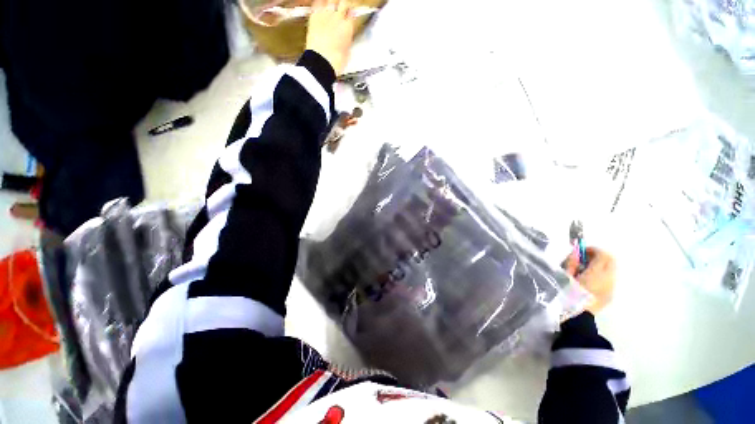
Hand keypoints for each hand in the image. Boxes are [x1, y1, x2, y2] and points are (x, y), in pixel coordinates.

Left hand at [306, 0, 355, 75]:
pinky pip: (318, 3)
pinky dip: (320, 3)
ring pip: (331, 0)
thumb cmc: (335, 61)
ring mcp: (325, 15)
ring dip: (332, 3)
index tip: (350, 16)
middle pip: (343, 3)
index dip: (351, 15)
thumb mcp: (347, 51)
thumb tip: (348, 35)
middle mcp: (338, 17)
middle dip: (343, 6)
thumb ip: (348, 38)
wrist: (322, 61)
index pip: (352, 14)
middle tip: (342, 9)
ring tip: (331, 7)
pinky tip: (321, 6)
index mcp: (348, 26)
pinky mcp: (314, 15)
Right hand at [563, 247, 615, 314]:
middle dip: (599, 257)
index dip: (592, 250)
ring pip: (611, 271)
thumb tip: (575, 254)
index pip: (602, 254)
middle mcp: (608, 279)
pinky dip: (601, 276)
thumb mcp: (563, 275)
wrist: (576, 318)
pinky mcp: (610, 296)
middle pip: (611, 261)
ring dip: (600, 267)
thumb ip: (571, 262)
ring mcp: (611, 288)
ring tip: (585, 272)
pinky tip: (589, 283)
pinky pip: (609, 280)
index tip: (580, 252)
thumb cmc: (566, 293)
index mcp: (596, 273)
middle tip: (584, 260)